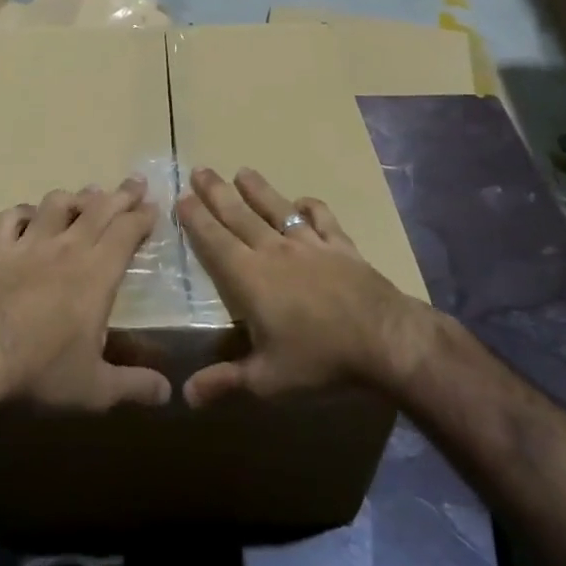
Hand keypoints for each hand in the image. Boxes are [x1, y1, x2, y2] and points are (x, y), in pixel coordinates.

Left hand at [0, 178, 172, 410]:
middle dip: (121, 193)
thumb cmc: (42, 371)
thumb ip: (134, 386)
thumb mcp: (96, 389)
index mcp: (97, 273)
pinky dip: (23, 211)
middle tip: (136, 182)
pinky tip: (29, 215)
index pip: (127, 231)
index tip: (154, 207)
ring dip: (76, 196)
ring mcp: (29, 244)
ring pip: (56, 203)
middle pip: (99, 208)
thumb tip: (168, 393)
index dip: (142, 216)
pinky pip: (11, 217)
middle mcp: (67, 248)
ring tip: (87, 195)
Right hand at [177, 167, 431, 406]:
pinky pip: (322, 219)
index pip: (215, 241)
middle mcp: (275, 251)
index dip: (196, 219)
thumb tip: (185, 395)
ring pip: (277, 209)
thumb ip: (225, 382)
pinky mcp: (340, 245)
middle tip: (199, 170)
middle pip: (240, 215)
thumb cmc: (320, 360)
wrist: (384, 341)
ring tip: (242, 171)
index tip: (181, 197)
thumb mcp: (267, 380)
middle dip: (217, 192)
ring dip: (258, 189)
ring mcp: (309, 244)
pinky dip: (311, 207)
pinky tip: (303, 201)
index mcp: (250, 278)